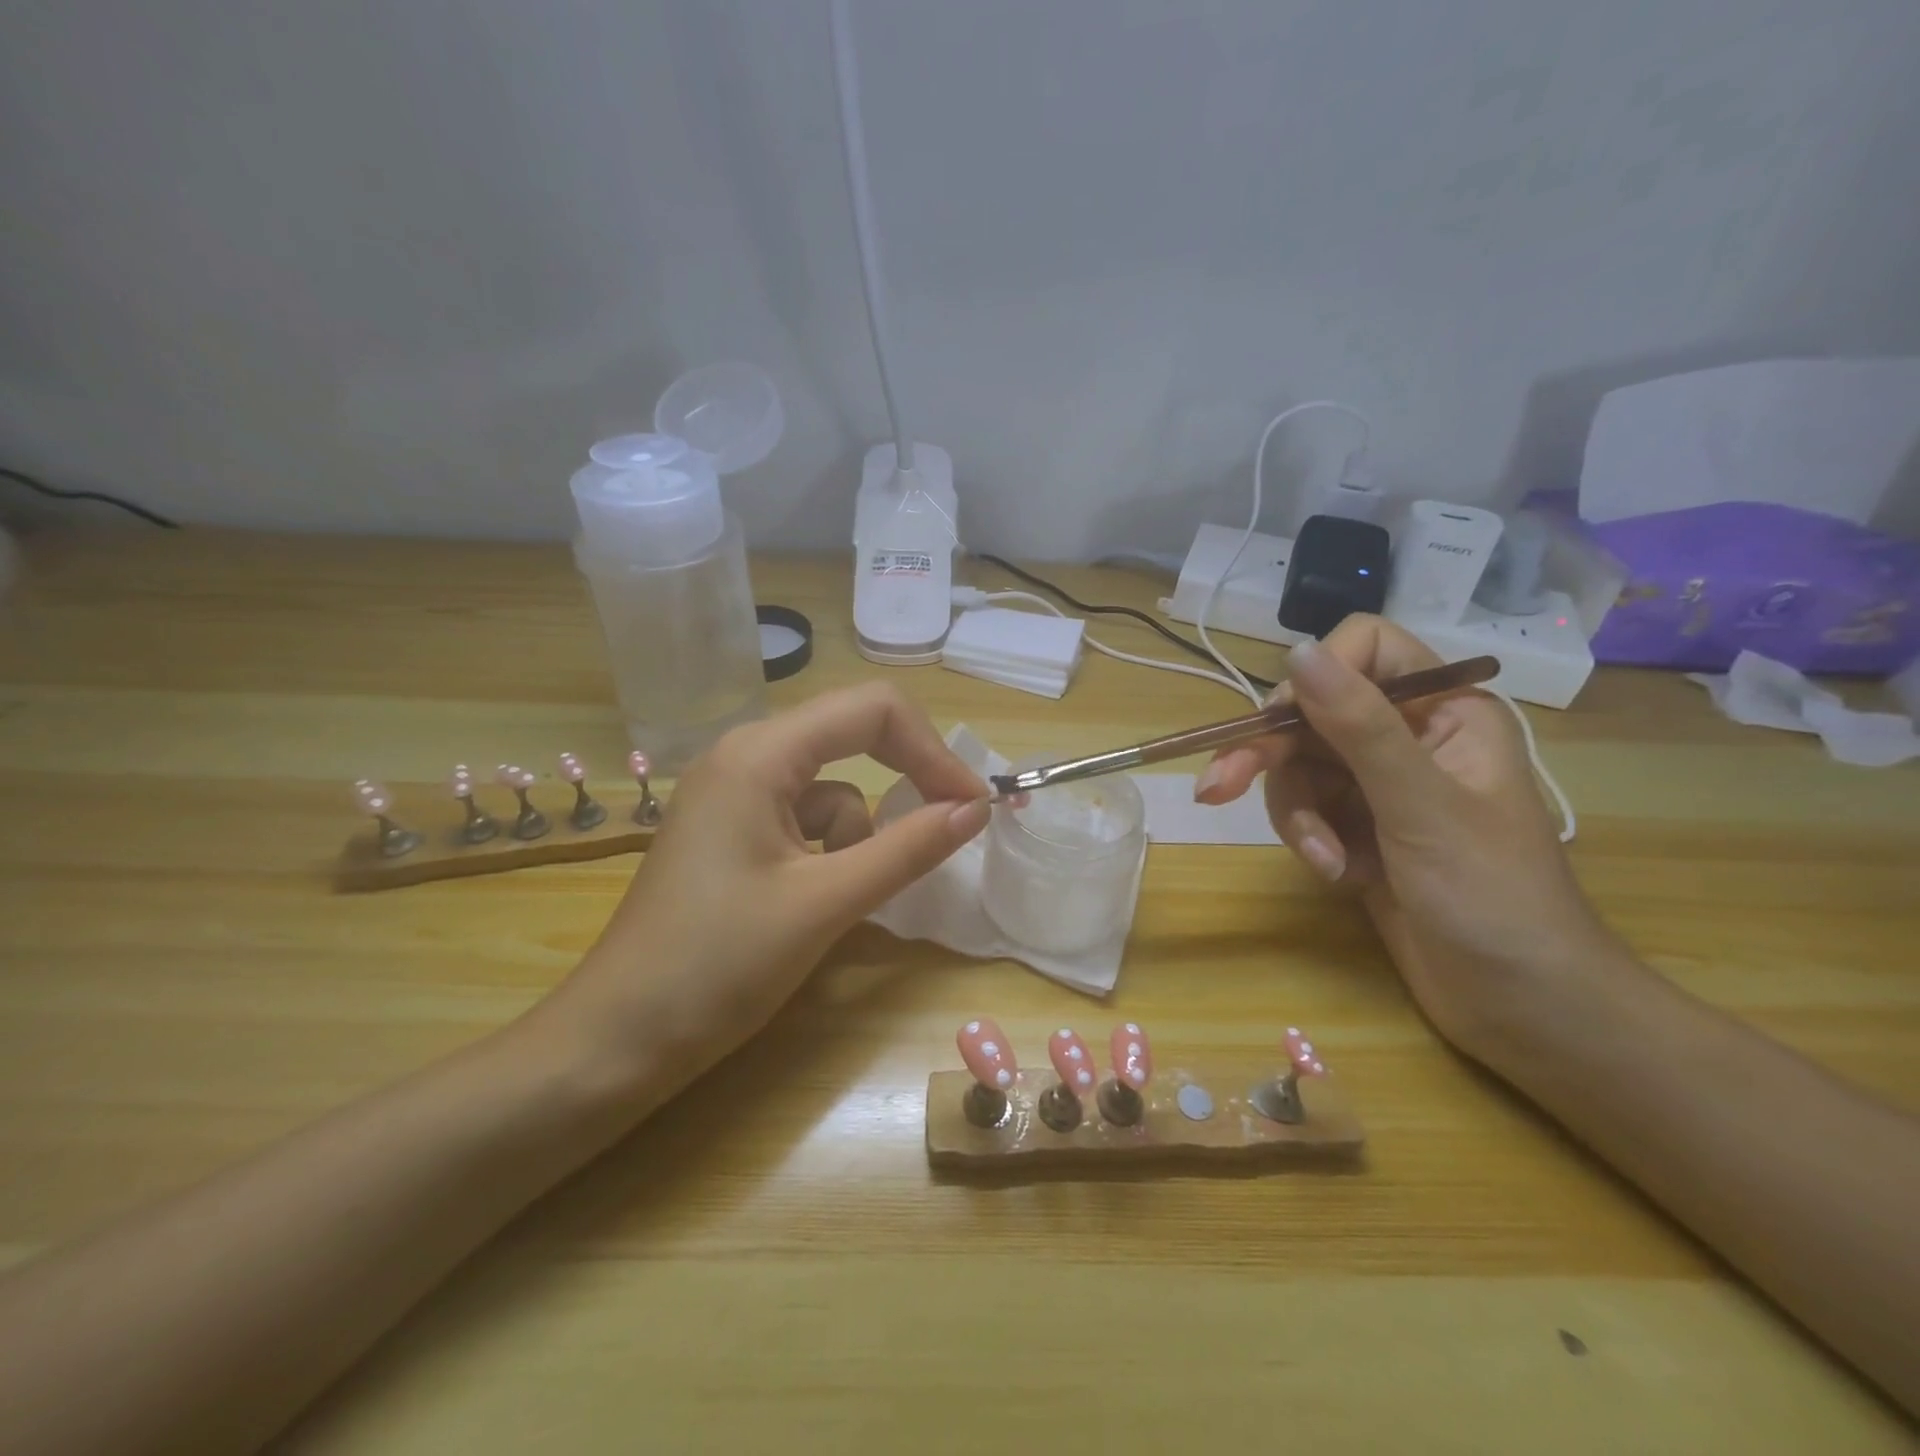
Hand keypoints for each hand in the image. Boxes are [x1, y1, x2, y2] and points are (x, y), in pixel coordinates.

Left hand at [546, 684, 990, 1099]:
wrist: (618, 1040)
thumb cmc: (718, 965)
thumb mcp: (826, 903)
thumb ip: (908, 848)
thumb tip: (976, 808)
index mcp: (760, 754)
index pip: (871, 710)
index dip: (933, 750)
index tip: (972, 805)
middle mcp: (745, 755)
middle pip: (852, 737)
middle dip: (904, 781)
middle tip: (948, 827)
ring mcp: (733, 793)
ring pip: (832, 789)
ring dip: (856, 836)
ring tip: (835, 899)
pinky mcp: (732, 831)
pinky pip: (804, 820)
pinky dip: (828, 853)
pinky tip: (809, 903)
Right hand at [1194, 616, 1619, 1056]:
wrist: (1523, 1006)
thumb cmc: (1493, 897)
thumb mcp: (1420, 805)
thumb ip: (1358, 726)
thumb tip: (1296, 649)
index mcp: (1444, 711)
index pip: (1365, 651)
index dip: (1315, 677)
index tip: (1280, 722)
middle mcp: (1407, 737)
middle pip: (1312, 715)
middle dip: (1268, 757)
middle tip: (1216, 790)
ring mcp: (1379, 786)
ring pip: (1298, 768)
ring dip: (1297, 815)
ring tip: (1326, 862)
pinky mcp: (1357, 829)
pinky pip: (1305, 810)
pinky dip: (1310, 840)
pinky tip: (1338, 877)